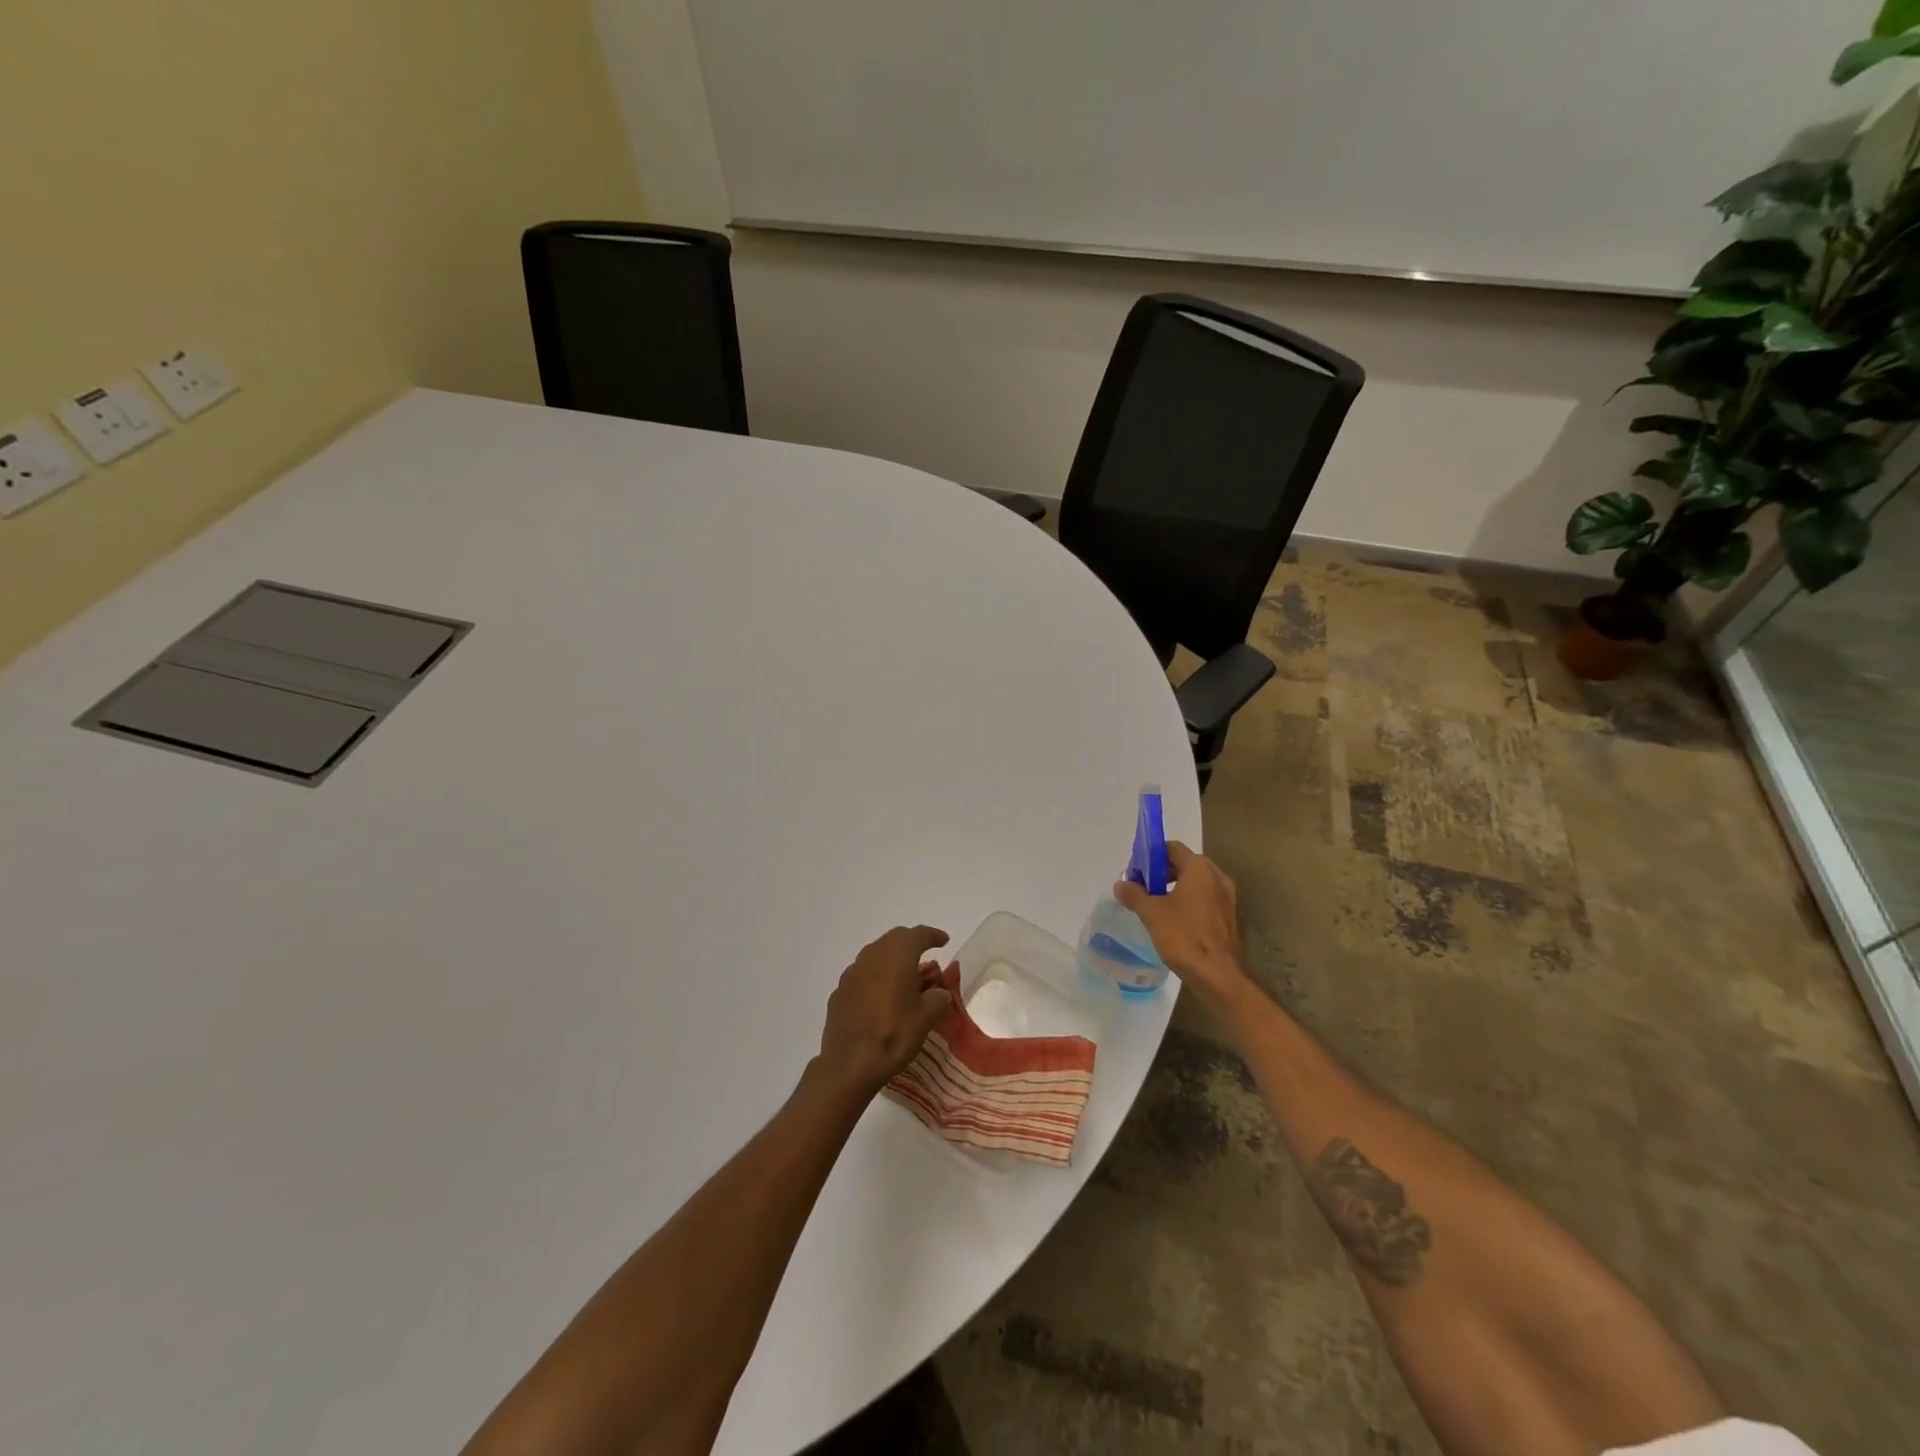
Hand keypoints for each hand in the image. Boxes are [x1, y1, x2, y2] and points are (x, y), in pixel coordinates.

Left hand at [813, 925, 953, 1100]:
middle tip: (925, 954)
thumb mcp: (926, 1019)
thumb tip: (939, 992)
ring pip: (875, 954)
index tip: (943, 940)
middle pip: (894, 938)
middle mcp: (872, 956)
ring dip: (891, 958)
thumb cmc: (893, 1035)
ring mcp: (852, 973)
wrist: (849, 1065)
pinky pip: (862, 974)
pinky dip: (875, 976)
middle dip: (911, 942)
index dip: (933, 935)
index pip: (918, 935)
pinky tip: (880, 995)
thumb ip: (937, 998)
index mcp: (897, 956)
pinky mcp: (839, 991)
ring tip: (904, 974)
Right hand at [1114, 843, 1252, 1011]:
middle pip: (1184, 863)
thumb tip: (1121, 884)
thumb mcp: (1151, 913)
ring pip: (1195, 882)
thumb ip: (1134, 894)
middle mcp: (1216, 877)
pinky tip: (1174, 921)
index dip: (1151, 856)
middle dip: (1161, 873)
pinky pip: (1204, 899)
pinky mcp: (1228, 916)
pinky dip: (1188, 902)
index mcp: (1199, 869)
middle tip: (1142, 889)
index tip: (1136, 873)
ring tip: (1155, 906)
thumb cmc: (1183, 937)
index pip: (1172, 848)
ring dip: (1174, 887)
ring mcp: (1226, 897)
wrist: (1218, 976)